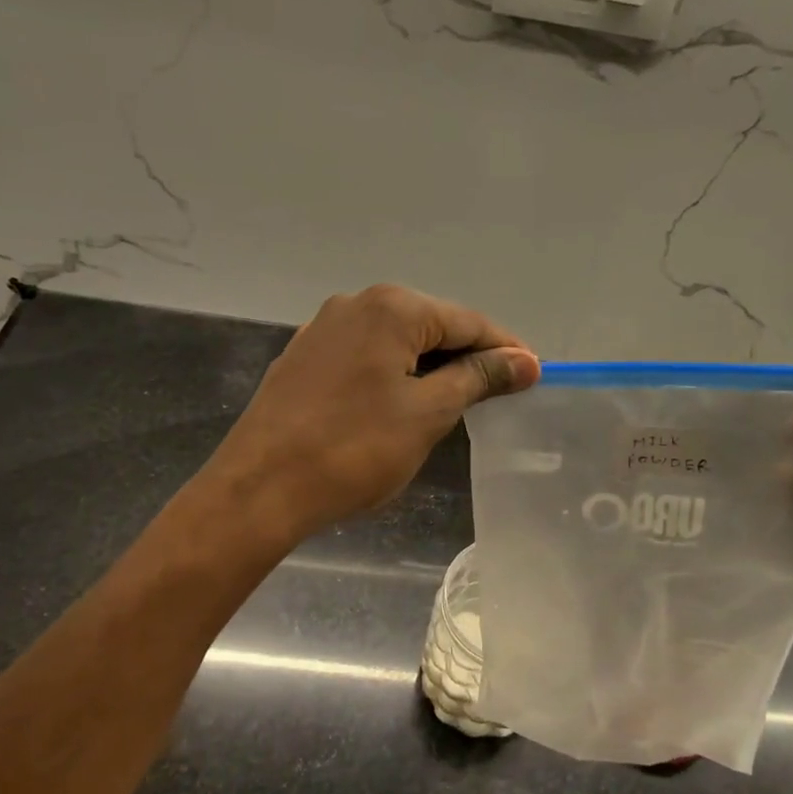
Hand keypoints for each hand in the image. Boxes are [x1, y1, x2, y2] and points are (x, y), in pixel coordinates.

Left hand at [206, 285, 538, 541]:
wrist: (259, 489)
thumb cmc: (354, 450)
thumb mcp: (428, 413)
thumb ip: (478, 378)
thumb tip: (525, 361)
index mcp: (392, 307)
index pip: (467, 322)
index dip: (504, 350)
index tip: (533, 376)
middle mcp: (356, 304)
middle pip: (431, 326)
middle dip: (466, 358)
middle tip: (497, 395)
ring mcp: (323, 329)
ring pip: (396, 341)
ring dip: (429, 368)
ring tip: (454, 404)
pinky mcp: (303, 357)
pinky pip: (365, 356)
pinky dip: (393, 375)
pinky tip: (400, 404)